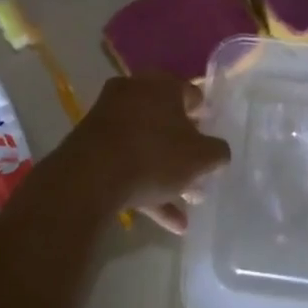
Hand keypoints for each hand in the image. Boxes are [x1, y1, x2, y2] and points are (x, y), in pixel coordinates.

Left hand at [57, 73, 230, 233]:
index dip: (204, 114)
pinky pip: (126, 163)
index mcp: (162, 85)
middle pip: (166, 121)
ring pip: (146, 145)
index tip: (211, 133)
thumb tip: (218, 151)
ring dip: (167, 175)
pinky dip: (146, 187)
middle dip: (184, 151)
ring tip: (188, 206)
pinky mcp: (91, 145)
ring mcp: (109, 119)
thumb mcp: (199, 157)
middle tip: (199, 173)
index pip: (191, 93)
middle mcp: (134, 93)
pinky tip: (168, 222)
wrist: (89, 177)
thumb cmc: (153, 156)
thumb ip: (217, 152)